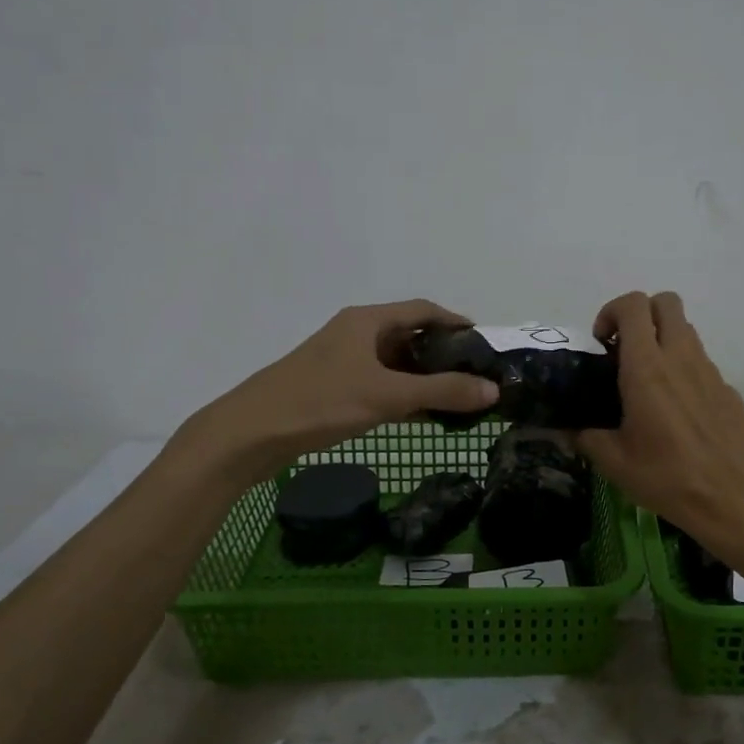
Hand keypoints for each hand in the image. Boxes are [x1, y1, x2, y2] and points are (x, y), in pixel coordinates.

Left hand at [172, 300, 500, 484]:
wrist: (249, 433)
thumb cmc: (321, 402)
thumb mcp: (388, 396)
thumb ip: (442, 392)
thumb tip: (494, 391)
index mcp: (367, 321)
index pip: (423, 310)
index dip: (456, 323)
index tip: (484, 344)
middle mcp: (355, 333)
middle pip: (410, 335)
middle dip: (444, 354)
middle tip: (476, 375)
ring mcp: (342, 360)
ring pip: (394, 362)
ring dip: (424, 377)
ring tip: (456, 397)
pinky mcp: (332, 386)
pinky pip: (379, 383)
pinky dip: (403, 394)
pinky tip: (421, 415)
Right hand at [579, 291, 743, 536]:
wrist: (734, 500)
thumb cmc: (668, 477)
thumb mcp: (614, 462)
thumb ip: (585, 437)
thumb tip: (568, 430)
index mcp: (647, 368)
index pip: (633, 306)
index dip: (612, 311)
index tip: (601, 342)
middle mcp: (681, 358)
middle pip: (666, 302)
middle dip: (642, 314)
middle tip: (625, 349)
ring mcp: (710, 372)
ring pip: (686, 331)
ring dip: (664, 340)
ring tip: (649, 382)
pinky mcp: (729, 390)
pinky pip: (702, 364)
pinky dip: (685, 371)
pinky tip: (678, 413)